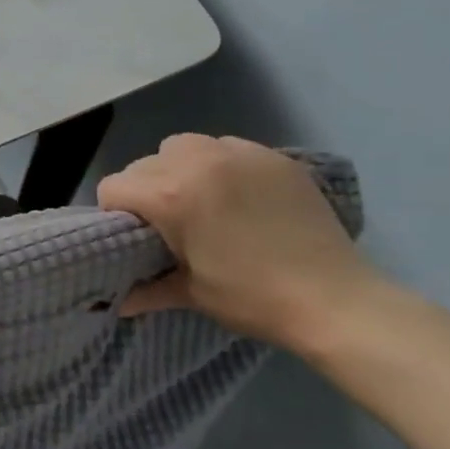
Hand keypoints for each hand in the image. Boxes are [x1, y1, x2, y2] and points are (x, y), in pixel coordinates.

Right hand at [96, 134, 381, 349]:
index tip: (135, 235)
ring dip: (180, 168)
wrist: (335, 301)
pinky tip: (239, 195)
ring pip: (184, 146)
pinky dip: (221, 164)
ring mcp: (239, 154)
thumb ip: (147, 289)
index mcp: (169, 195)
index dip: (116, 212)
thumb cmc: (252, 298)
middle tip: (169, 223)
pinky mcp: (273, 157)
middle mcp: (197, 162)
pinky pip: (227, 147)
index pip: (114, 186)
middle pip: (145, 163)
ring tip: (202, 200)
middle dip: (146, 189)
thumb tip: (118, 302)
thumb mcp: (191, 294)